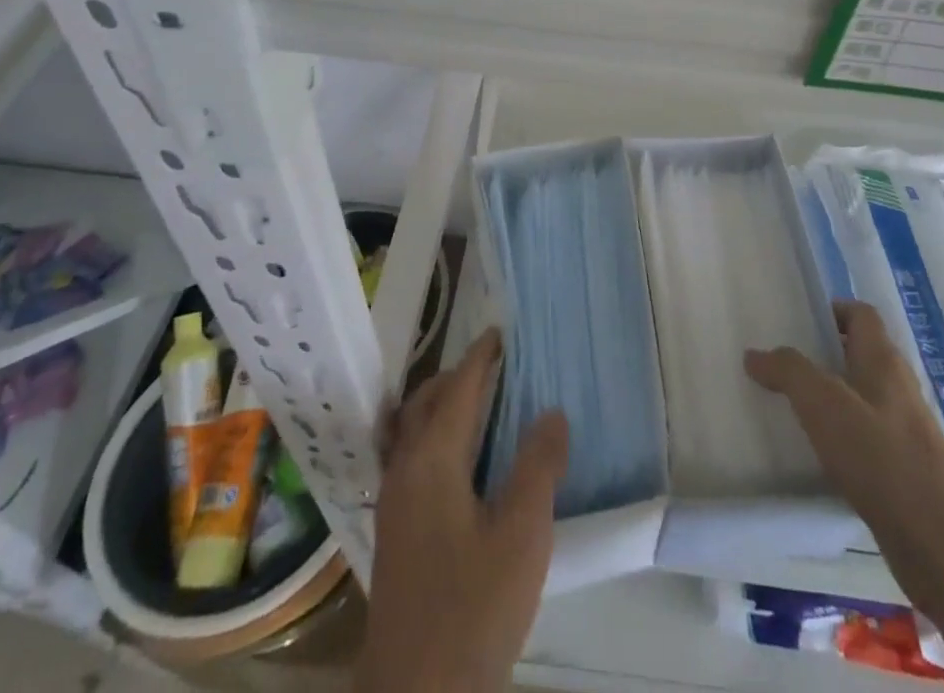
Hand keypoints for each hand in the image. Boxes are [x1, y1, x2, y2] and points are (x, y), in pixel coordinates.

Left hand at [356, 330, 569, 692]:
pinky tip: (451, 461)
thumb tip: (551, 411)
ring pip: (410, 429)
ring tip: (473, 402)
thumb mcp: (522, 536)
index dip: (479, 357)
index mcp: (433, 459)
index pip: (458, 389)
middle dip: (456, 376)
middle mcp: (404, 468)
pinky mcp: (392, 531)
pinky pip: (407, 456)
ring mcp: (393, 501)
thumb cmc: (473, 609)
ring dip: (439, 404)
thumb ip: (538, 467)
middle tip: (492, 364)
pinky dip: (428, 435)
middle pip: (426, 402)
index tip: (498, 333)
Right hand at [745, 300, 943, 622]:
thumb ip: (788, 371)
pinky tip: (814, 454)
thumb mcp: (824, 404)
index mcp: (883, 361)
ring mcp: (905, 432)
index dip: (831, 310)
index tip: (795, 321)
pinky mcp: (904, 472)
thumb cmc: (882, 459)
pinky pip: (865, 438)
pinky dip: (839, 438)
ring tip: (787, 406)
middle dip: (821, 355)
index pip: (860, 314)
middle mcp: (897, 389)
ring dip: (828, 399)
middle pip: (858, 355)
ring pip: (860, 398)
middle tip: (780, 363)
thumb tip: (755, 354)